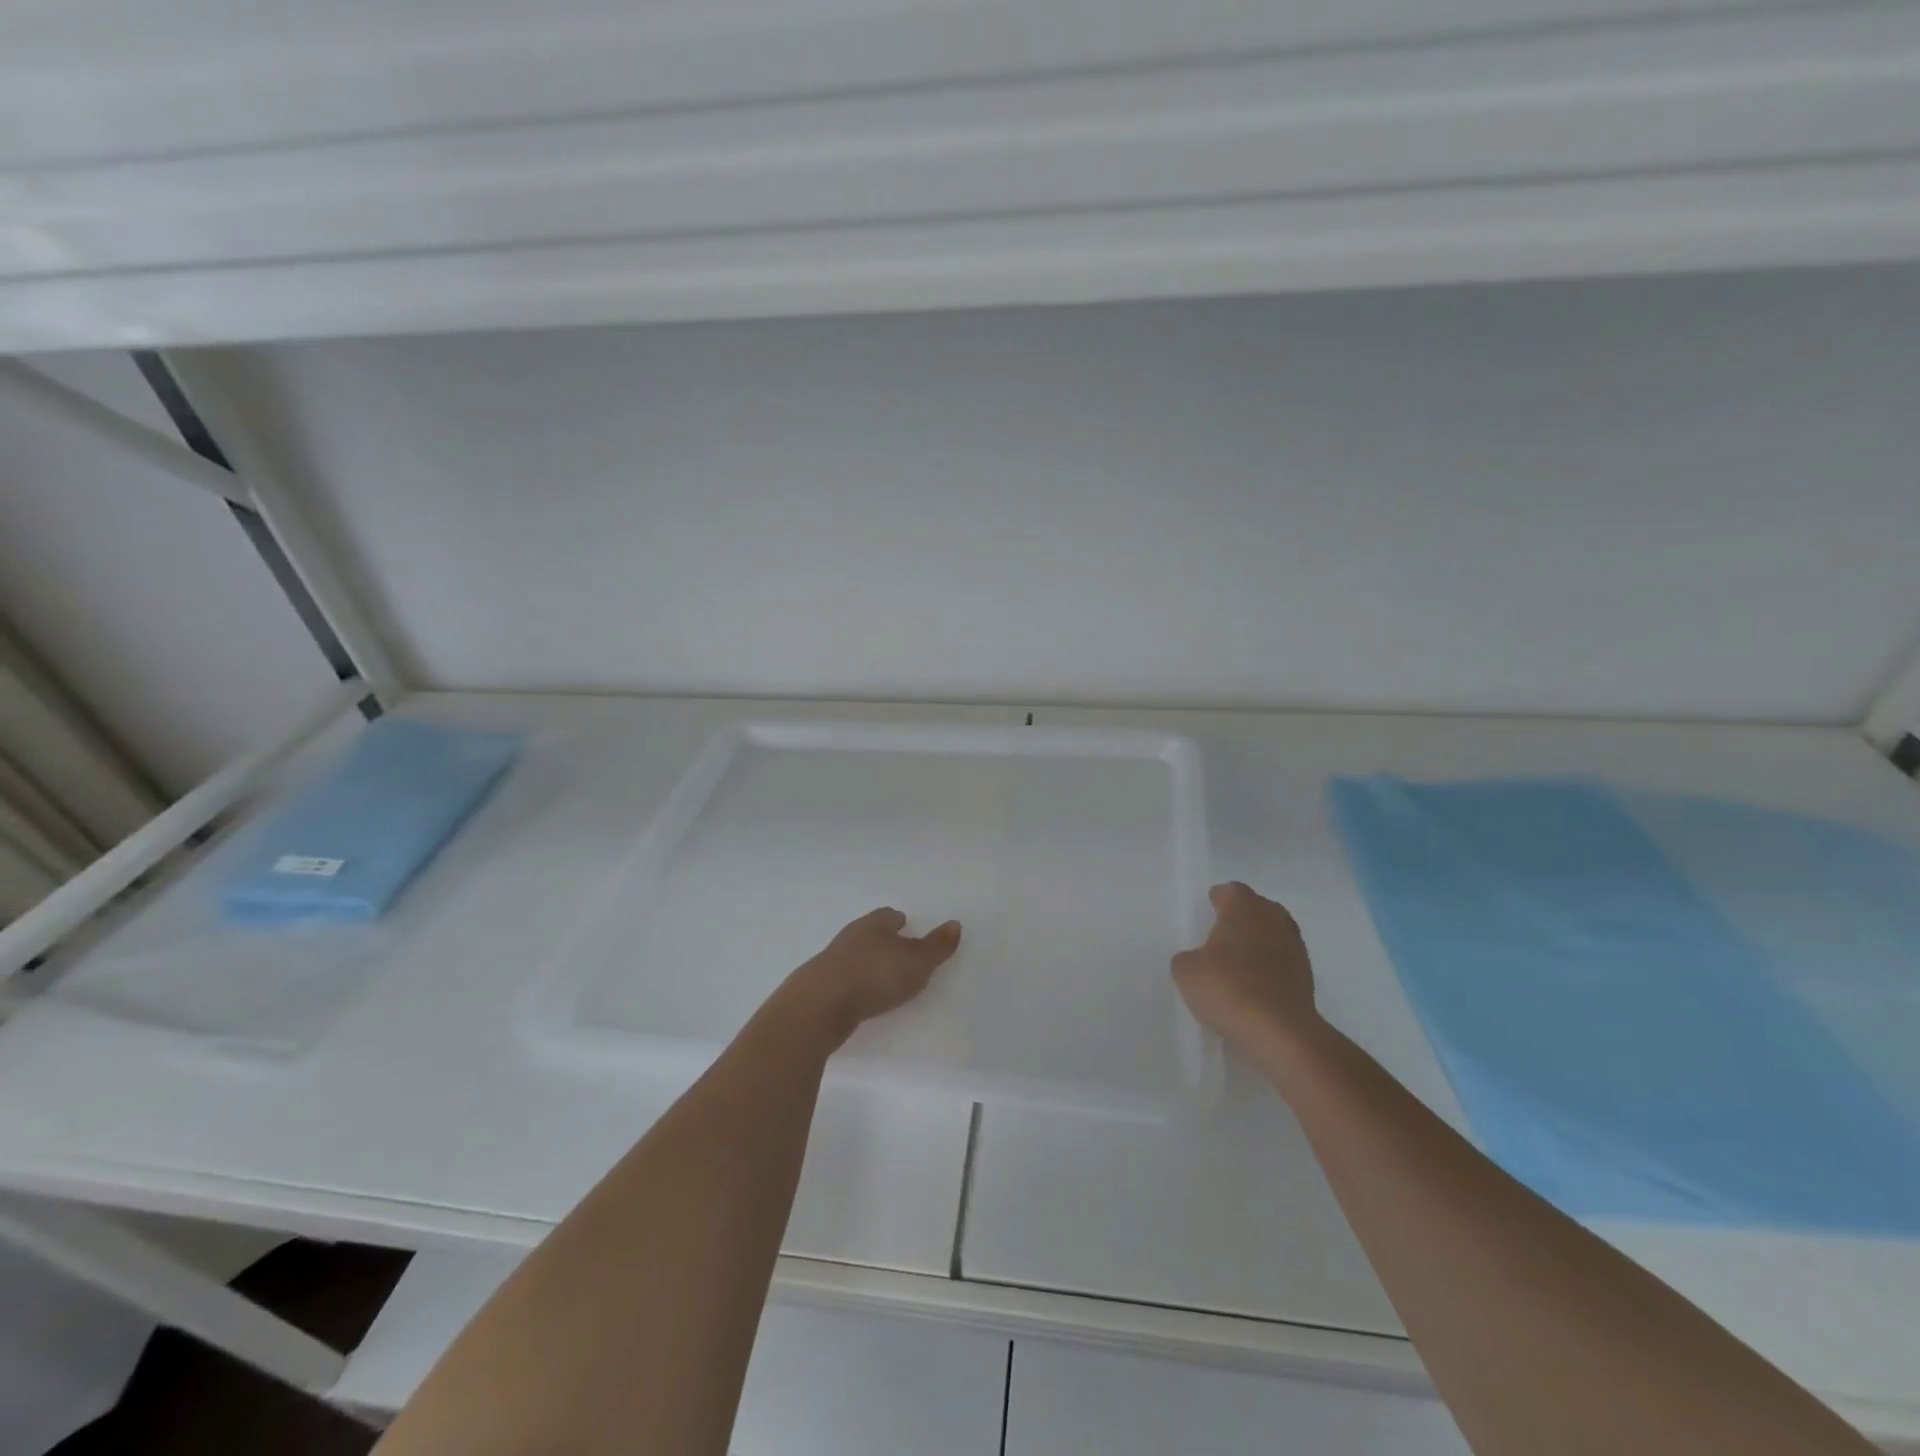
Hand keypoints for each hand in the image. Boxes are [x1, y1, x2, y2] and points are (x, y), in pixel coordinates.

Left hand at [786, 908, 960, 1039]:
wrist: (820, 1004)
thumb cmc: (875, 975)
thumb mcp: (917, 962)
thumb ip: (937, 946)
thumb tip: (955, 924)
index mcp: (875, 924)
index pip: (889, 916)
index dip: (899, 921)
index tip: (908, 925)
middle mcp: (851, 935)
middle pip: (870, 932)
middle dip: (883, 939)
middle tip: (898, 949)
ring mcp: (832, 960)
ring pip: (855, 954)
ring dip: (867, 962)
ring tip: (881, 974)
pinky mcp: (820, 985)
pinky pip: (843, 977)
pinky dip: (854, 982)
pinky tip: (861, 994)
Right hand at [1172, 882, 1316, 1045]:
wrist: (1280, 1030)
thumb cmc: (1228, 988)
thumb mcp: (1186, 972)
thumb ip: (1188, 958)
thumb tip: (1198, 960)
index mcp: (1243, 907)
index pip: (1231, 891)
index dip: (1218, 899)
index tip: (1210, 910)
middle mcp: (1273, 917)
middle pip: (1256, 908)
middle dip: (1241, 918)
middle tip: (1222, 935)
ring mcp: (1295, 945)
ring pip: (1272, 933)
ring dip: (1258, 942)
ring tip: (1238, 962)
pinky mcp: (1307, 974)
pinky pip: (1282, 959)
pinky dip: (1270, 966)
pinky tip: (1255, 984)